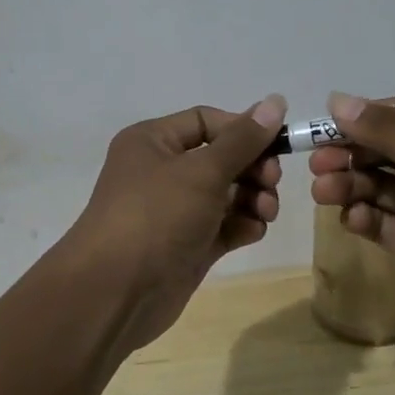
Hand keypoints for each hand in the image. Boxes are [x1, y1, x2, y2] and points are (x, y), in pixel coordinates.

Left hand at [67, 96, 287, 351]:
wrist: (115, 293)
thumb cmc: (156, 215)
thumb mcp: (203, 171)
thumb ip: (243, 139)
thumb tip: (276, 101)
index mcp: (153, 141)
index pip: (207, 121)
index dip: (243, 129)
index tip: (279, 143)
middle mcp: (163, 171)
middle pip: (222, 157)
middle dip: (253, 167)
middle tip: (272, 181)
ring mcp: (176, 211)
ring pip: (227, 193)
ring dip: (254, 198)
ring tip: (266, 211)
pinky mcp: (188, 245)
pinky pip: (224, 225)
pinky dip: (242, 225)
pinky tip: (253, 231)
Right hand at [307, 92, 394, 356]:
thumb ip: (388, 132)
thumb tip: (337, 100)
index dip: (365, 118)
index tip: (328, 124)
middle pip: (386, 151)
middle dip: (350, 153)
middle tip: (317, 162)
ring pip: (377, 186)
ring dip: (349, 184)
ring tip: (323, 191)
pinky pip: (379, 221)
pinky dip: (360, 216)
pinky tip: (349, 218)